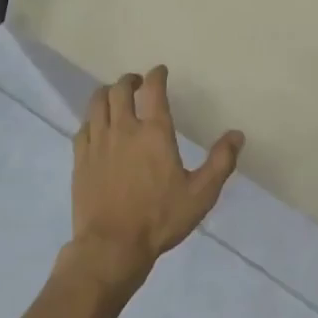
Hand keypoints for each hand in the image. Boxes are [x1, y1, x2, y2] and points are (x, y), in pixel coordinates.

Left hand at [64, 66, 243, 292]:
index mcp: (154, 132)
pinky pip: (83, 127)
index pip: (153, 90)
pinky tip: (96, 126)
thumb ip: (220, 162)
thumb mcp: (201, 194)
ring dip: (107, 93)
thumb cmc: (160, 219)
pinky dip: (92, 119)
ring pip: (97, 103)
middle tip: (137, 84)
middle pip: (120, 89)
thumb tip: (237, 135)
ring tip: (115, 97)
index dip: (157, 75)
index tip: (160, 71)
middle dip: (130, 81)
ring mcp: (98, 142)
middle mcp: (123, 129)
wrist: (112, 246)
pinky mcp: (80, 159)